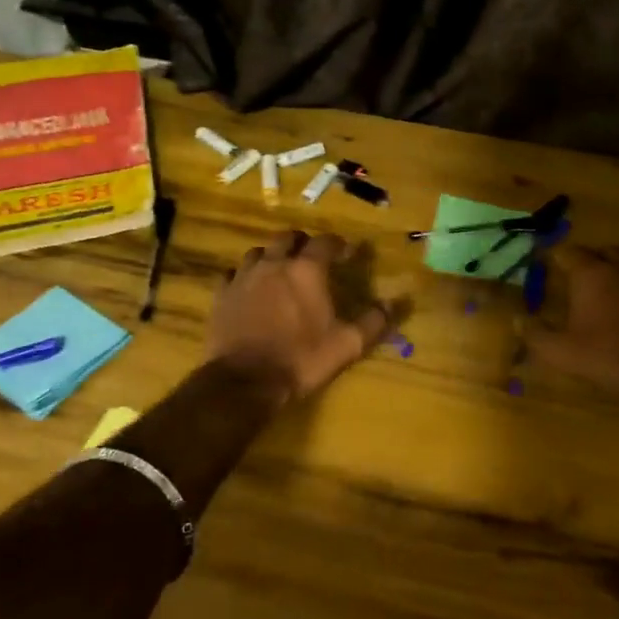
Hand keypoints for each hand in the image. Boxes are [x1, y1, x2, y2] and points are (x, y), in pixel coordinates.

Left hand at [208, 231, 393, 400]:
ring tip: (280, 270)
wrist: (245, 381)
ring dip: (272, 256)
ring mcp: (244, 276)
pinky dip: (245, 275)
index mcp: (307, 270)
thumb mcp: (347, 344)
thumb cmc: (301, 359)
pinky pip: (234, 273)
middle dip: (302, 243)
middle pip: (288, 237)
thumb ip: (374, 321)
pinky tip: (250, 288)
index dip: (338, 245)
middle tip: (311, 258)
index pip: (325, 242)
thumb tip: (395, 303)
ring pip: (258, 251)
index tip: (346, 254)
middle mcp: (274, 263)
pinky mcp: (222, 294)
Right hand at [525, 246, 618, 404]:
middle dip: (588, 259)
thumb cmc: (609, 356)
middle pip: (601, 252)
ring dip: (615, 269)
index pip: (568, 252)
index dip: (555, 256)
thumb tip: (518, 319)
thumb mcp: (563, 353)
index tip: (545, 263)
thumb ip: (536, 335)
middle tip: (577, 277)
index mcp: (591, 274)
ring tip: (607, 287)